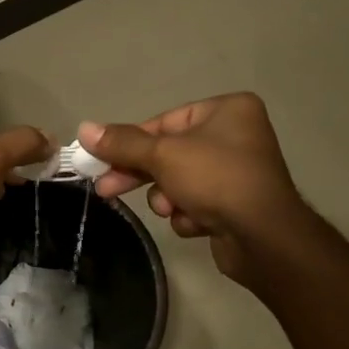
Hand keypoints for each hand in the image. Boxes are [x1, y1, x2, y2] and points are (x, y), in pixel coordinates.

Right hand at [78, 94, 308, 288]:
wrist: (264, 238)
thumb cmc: (216, 179)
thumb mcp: (162, 156)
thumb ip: (122, 143)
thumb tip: (84, 128)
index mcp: (226, 110)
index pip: (163, 122)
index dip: (130, 143)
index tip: (100, 160)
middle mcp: (235, 135)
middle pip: (168, 153)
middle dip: (140, 175)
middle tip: (105, 188)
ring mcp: (237, 171)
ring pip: (178, 182)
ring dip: (168, 199)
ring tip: (173, 209)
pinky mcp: (235, 203)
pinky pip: (195, 202)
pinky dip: (190, 214)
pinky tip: (198, 223)